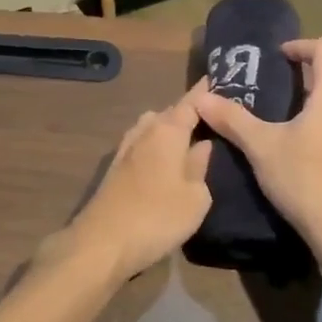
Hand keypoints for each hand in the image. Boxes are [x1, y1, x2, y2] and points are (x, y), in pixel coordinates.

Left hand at [61, 86, 214, 279]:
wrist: (103, 242)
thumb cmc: (158, 217)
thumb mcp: (195, 197)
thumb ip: (201, 166)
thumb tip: (203, 145)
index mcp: (168, 130)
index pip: (190, 102)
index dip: (205, 92)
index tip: (218, 79)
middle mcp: (144, 131)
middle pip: (169, 112)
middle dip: (188, 113)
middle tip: (211, 119)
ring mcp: (126, 148)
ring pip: (152, 127)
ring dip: (168, 129)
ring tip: (189, 140)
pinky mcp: (115, 168)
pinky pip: (142, 144)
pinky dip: (155, 145)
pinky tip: (164, 160)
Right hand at [194, 38, 321, 257]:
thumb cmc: (305, 178)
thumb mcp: (261, 146)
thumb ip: (232, 119)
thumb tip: (201, 98)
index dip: (301, 46)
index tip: (277, 56)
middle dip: (305, 76)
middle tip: (275, 87)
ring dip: (316, 103)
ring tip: (284, 118)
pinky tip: (302, 149)